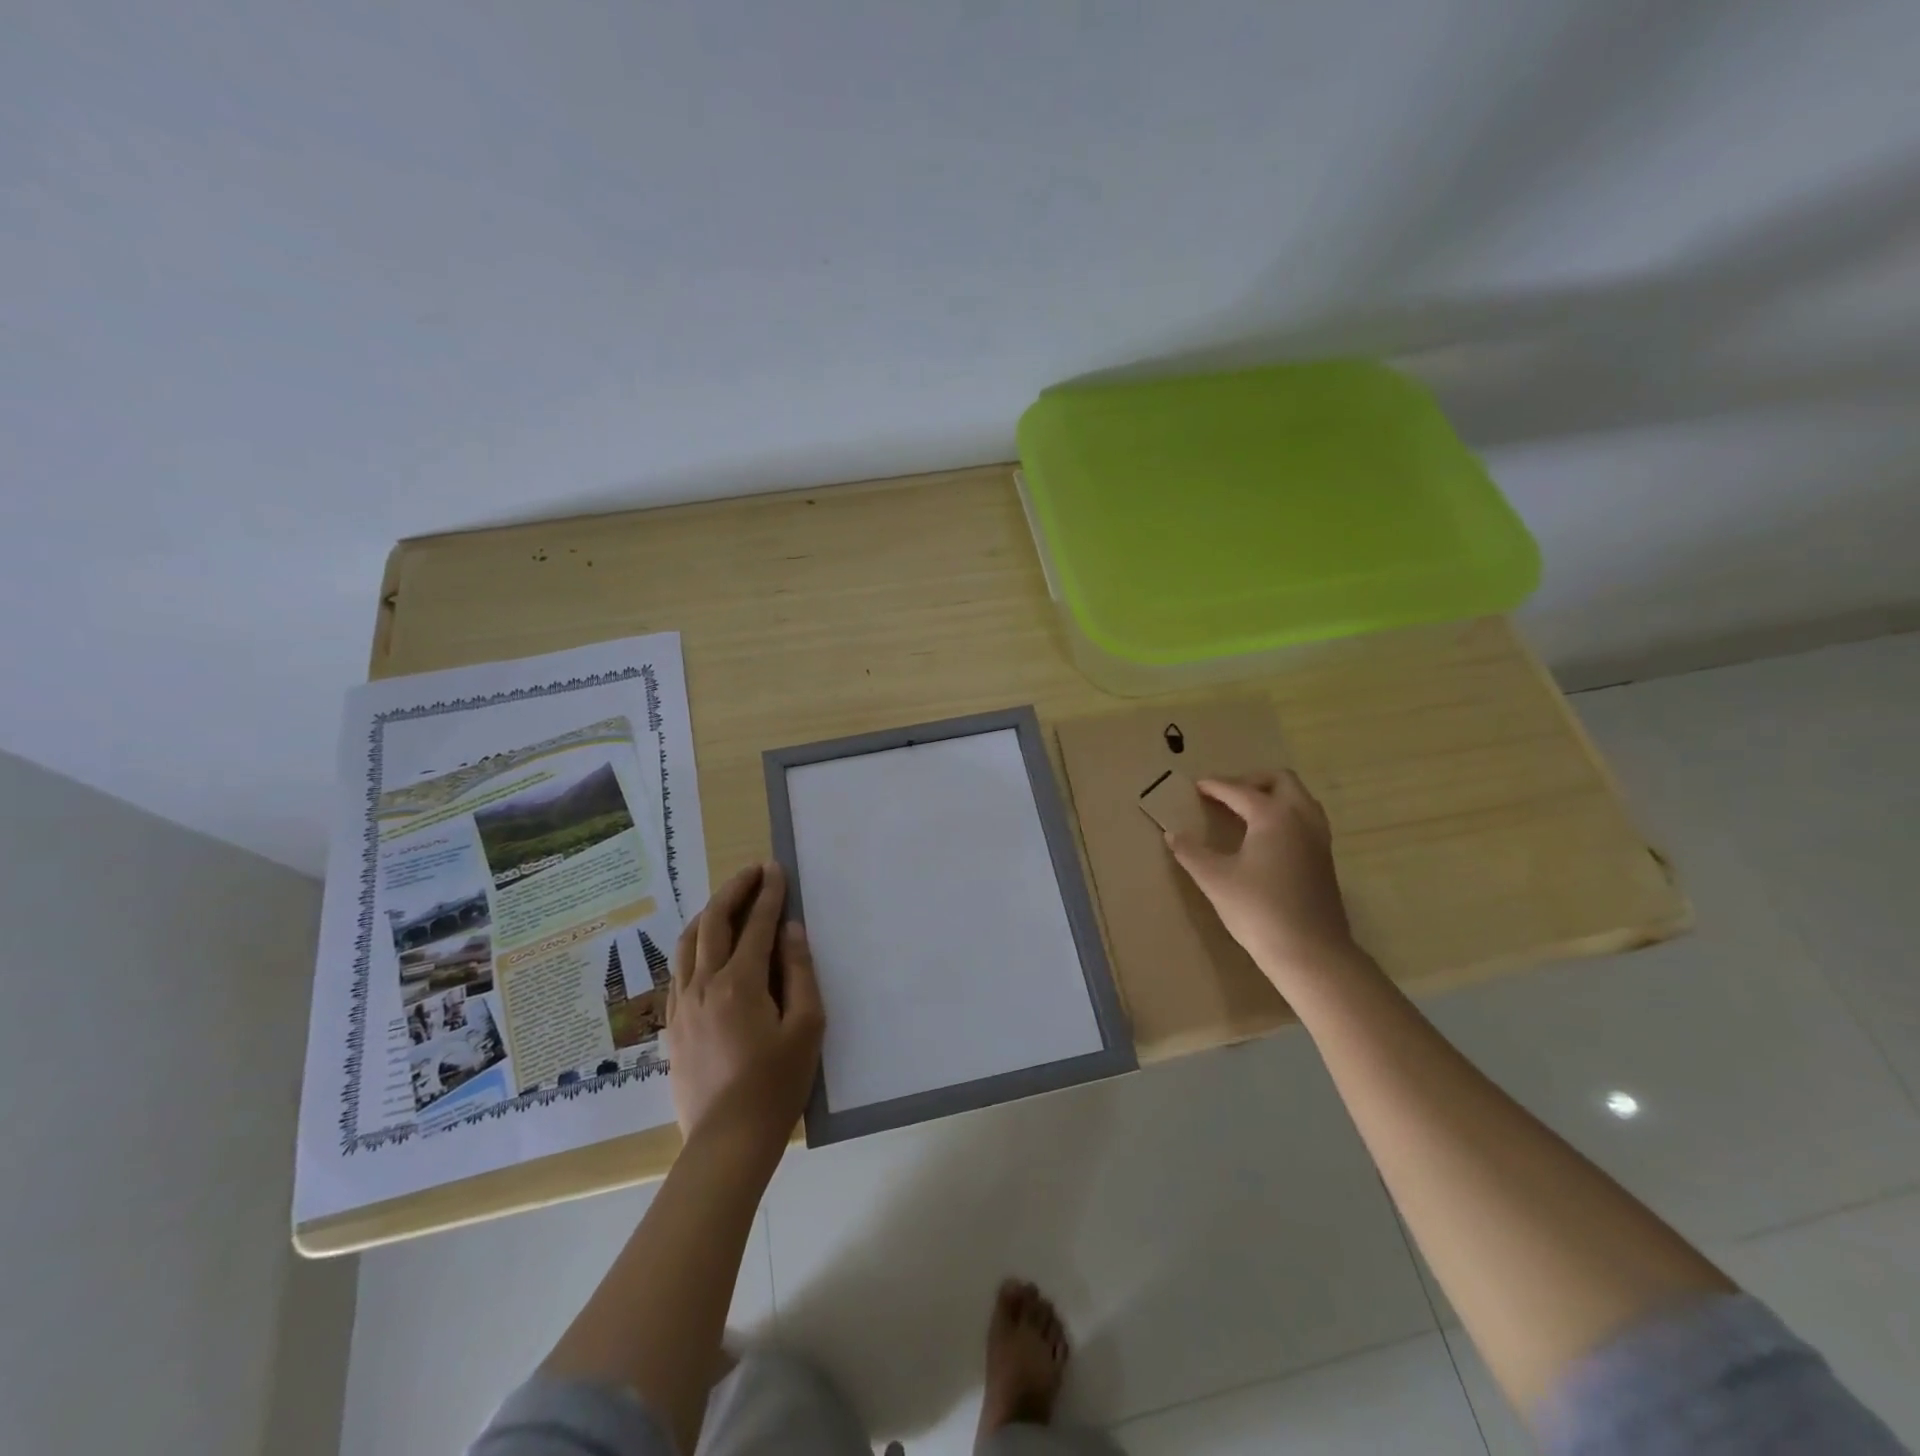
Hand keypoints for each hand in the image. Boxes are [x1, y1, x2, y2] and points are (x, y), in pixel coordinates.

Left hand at [665, 862, 823, 1152]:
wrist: (727, 1142)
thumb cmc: (776, 1085)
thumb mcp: (806, 1027)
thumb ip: (799, 972)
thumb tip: (790, 929)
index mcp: (740, 983)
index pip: (756, 924)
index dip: (768, 893)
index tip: (776, 869)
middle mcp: (704, 985)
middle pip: (714, 923)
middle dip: (734, 891)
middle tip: (752, 872)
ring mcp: (682, 1005)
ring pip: (687, 943)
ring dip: (709, 914)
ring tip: (727, 901)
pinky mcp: (672, 1026)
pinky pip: (678, 971)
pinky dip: (692, 946)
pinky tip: (704, 949)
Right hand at [1165, 772, 1357, 985]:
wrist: (1310, 953)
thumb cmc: (1258, 911)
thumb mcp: (1215, 880)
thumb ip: (1192, 853)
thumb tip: (1173, 834)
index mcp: (1273, 816)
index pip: (1239, 791)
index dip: (1215, 786)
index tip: (1197, 785)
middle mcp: (1301, 818)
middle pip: (1281, 781)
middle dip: (1252, 780)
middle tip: (1226, 794)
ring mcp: (1318, 838)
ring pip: (1300, 798)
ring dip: (1273, 795)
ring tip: (1246, 811)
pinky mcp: (1325, 858)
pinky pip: (1306, 819)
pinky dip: (1285, 814)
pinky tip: (1266, 838)